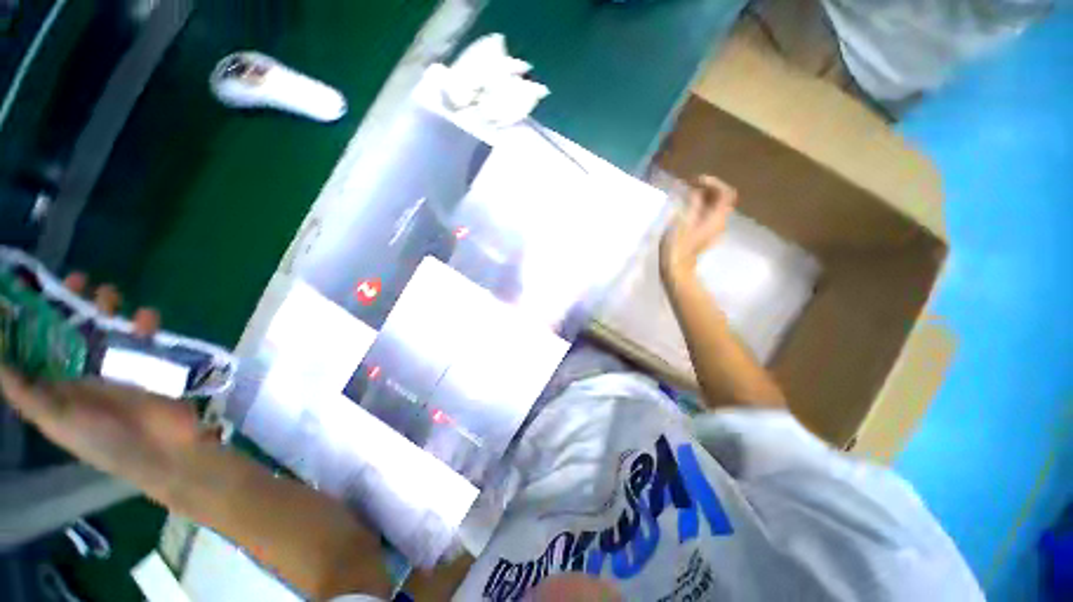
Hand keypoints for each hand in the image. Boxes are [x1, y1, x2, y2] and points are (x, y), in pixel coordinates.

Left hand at [0, 276, 209, 503]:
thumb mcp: (54, 418)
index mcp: (56, 382)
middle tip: (76, 279)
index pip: (36, 344)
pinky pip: (144, 336)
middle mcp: (81, 368)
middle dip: (72, 303)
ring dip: (107, 307)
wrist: (161, 450)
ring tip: (108, 292)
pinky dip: (144, 322)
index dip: (30, 317)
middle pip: (72, 328)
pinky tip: (146, 316)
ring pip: (107, 327)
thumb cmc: (102, 439)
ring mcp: (116, 365)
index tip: (27, 289)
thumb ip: (22, 390)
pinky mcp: (147, 363)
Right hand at [659, 174, 737, 281]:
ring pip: (715, 207)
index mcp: (716, 218)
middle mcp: (719, 222)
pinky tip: (686, 209)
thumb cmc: (677, 246)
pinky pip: (708, 215)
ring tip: (686, 196)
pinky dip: (700, 207)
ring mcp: (714, 229)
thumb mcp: (682, 222)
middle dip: (708, 188)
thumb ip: (692, 205)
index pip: (725, 193)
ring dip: (703, 198)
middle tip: (690, 186)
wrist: (677, 269)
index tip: (694, 181)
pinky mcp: (706, 234)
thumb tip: (695, 192)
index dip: (712, 182)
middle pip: (722, 199)